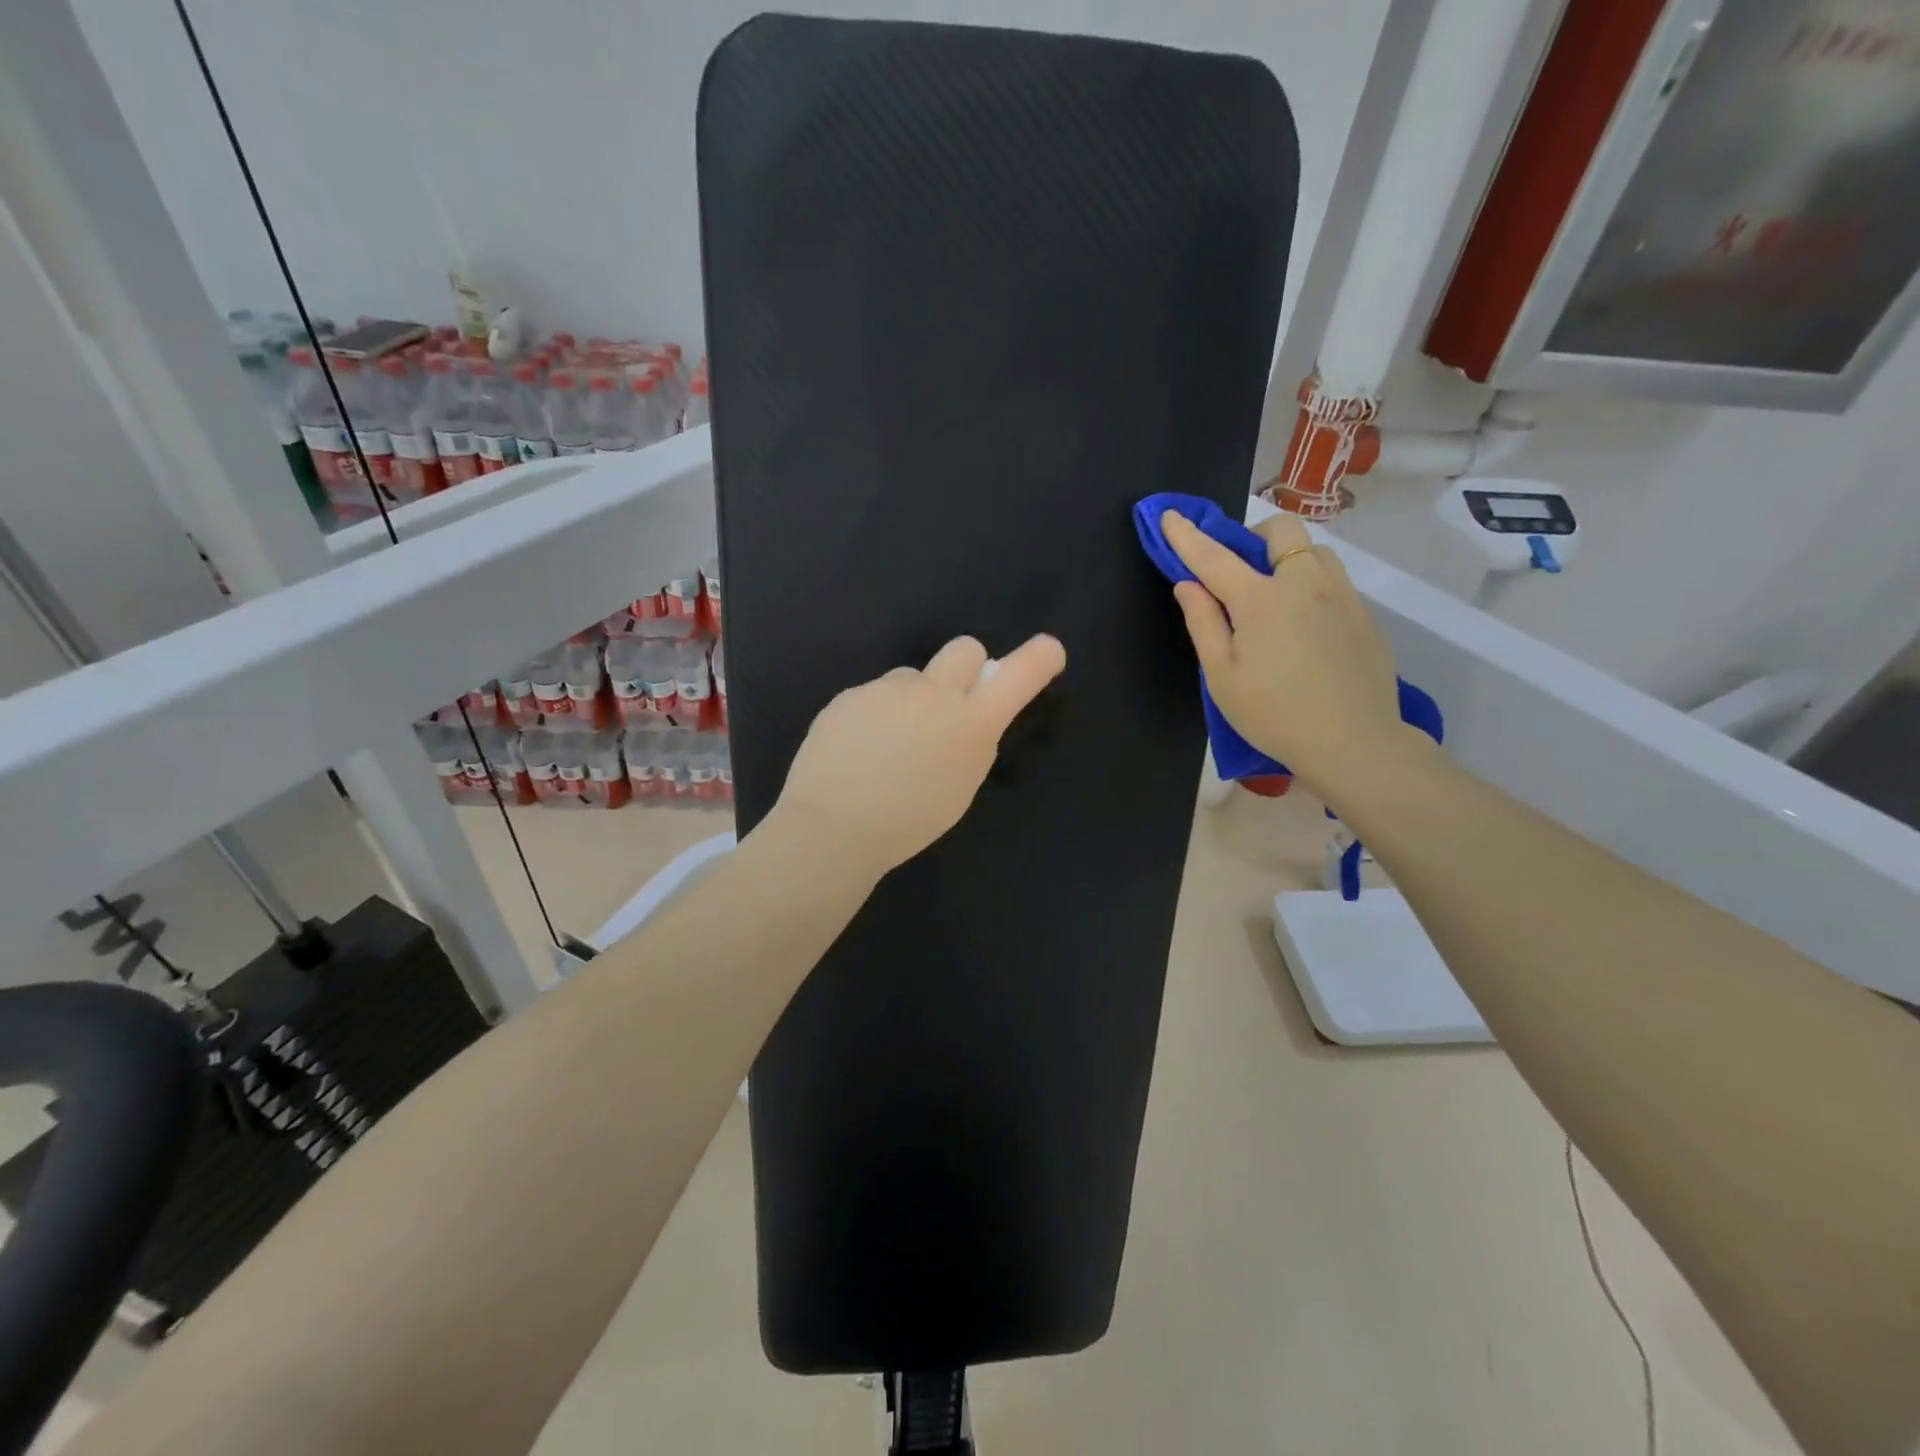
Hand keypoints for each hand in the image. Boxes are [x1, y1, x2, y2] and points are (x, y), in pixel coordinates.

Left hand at [770, 634, 1067, 879]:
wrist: (833, 827)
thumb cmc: (907, 822)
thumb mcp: (960, 787)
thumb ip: (970, 743)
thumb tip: (965, 719)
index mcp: (972, 723)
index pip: (1018, 676)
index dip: (1038, 659)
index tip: (1048, 650)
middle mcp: (935, 694)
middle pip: (965, 648)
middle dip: (967, 667)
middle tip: (948, 704)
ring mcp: (889, 690)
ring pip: (911, 678)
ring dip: (910, 701)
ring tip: (884, 747)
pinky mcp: (851, 694)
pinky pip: (873, 696)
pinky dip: (872, 716)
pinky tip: (855, 752)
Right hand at [1163, 509, 1407, 794]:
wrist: (1353, 742)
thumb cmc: (1273, 714)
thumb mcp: (1222, 676)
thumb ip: (1203, 623)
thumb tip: (1188, 584)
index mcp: (1261, 599)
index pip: (1214, 557)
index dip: (1187, 536)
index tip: (1168, 515)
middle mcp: (1305, 583)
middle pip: (1281, 530)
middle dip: (1254, 537)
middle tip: (1240, 573)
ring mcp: (1342, 595)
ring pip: (1314, 551)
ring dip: (1288, 559)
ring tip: (1276, 598)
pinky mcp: (1364, 615)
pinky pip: (1335, 581)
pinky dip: (1311, 585)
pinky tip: (1305, 628)